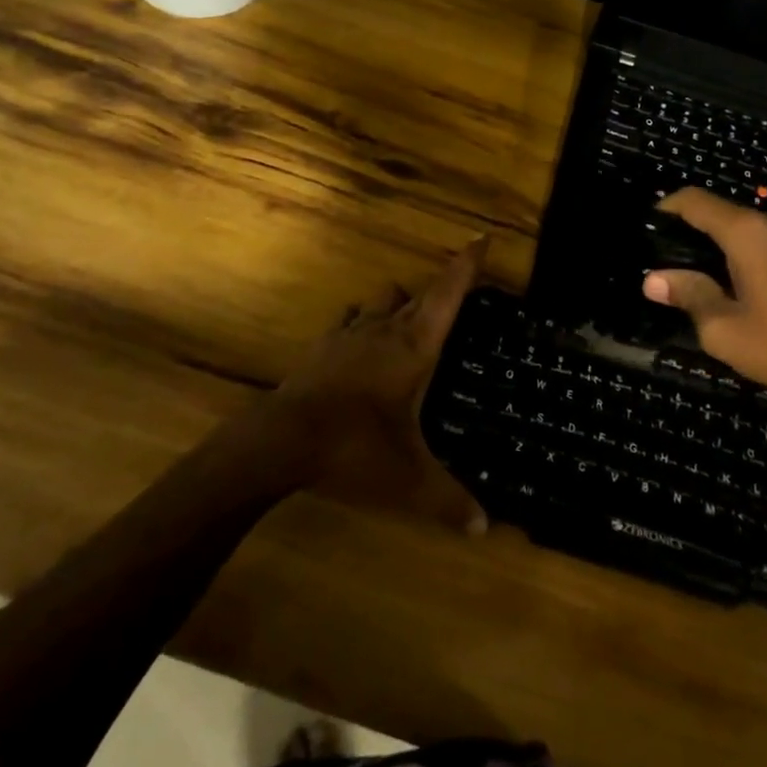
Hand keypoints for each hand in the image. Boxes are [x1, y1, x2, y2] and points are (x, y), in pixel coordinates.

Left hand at [266, 237, 489, 535]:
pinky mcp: (323, 347)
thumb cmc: (354, 449)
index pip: (448, 295)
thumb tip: (484, 529)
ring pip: (382, 300)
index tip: (482, 237)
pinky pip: (350, 320)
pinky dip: (363, 321)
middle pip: (420, 293)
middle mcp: (385, 330)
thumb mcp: (408, 481)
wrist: (281, 440)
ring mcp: (350, 335)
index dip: (467, 265)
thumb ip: (448, 501)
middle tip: (459, 290)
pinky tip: (361, 337)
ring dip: (399, 301)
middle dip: (442, 286)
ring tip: (411, 316)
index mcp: (415, 348)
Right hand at [642, 189, 766, 412]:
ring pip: (739, 230)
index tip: (644, 233)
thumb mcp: (724, 329)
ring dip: (713, 248)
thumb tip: (652, 279)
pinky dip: (737, 257)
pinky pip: (760, 244)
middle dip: (687, 234)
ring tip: (690, 281)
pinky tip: (728, 289)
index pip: (694, 200)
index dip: (664, 209)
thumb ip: (688, 295)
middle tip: (661, 266)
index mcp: (748, 232)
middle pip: (717, 214)